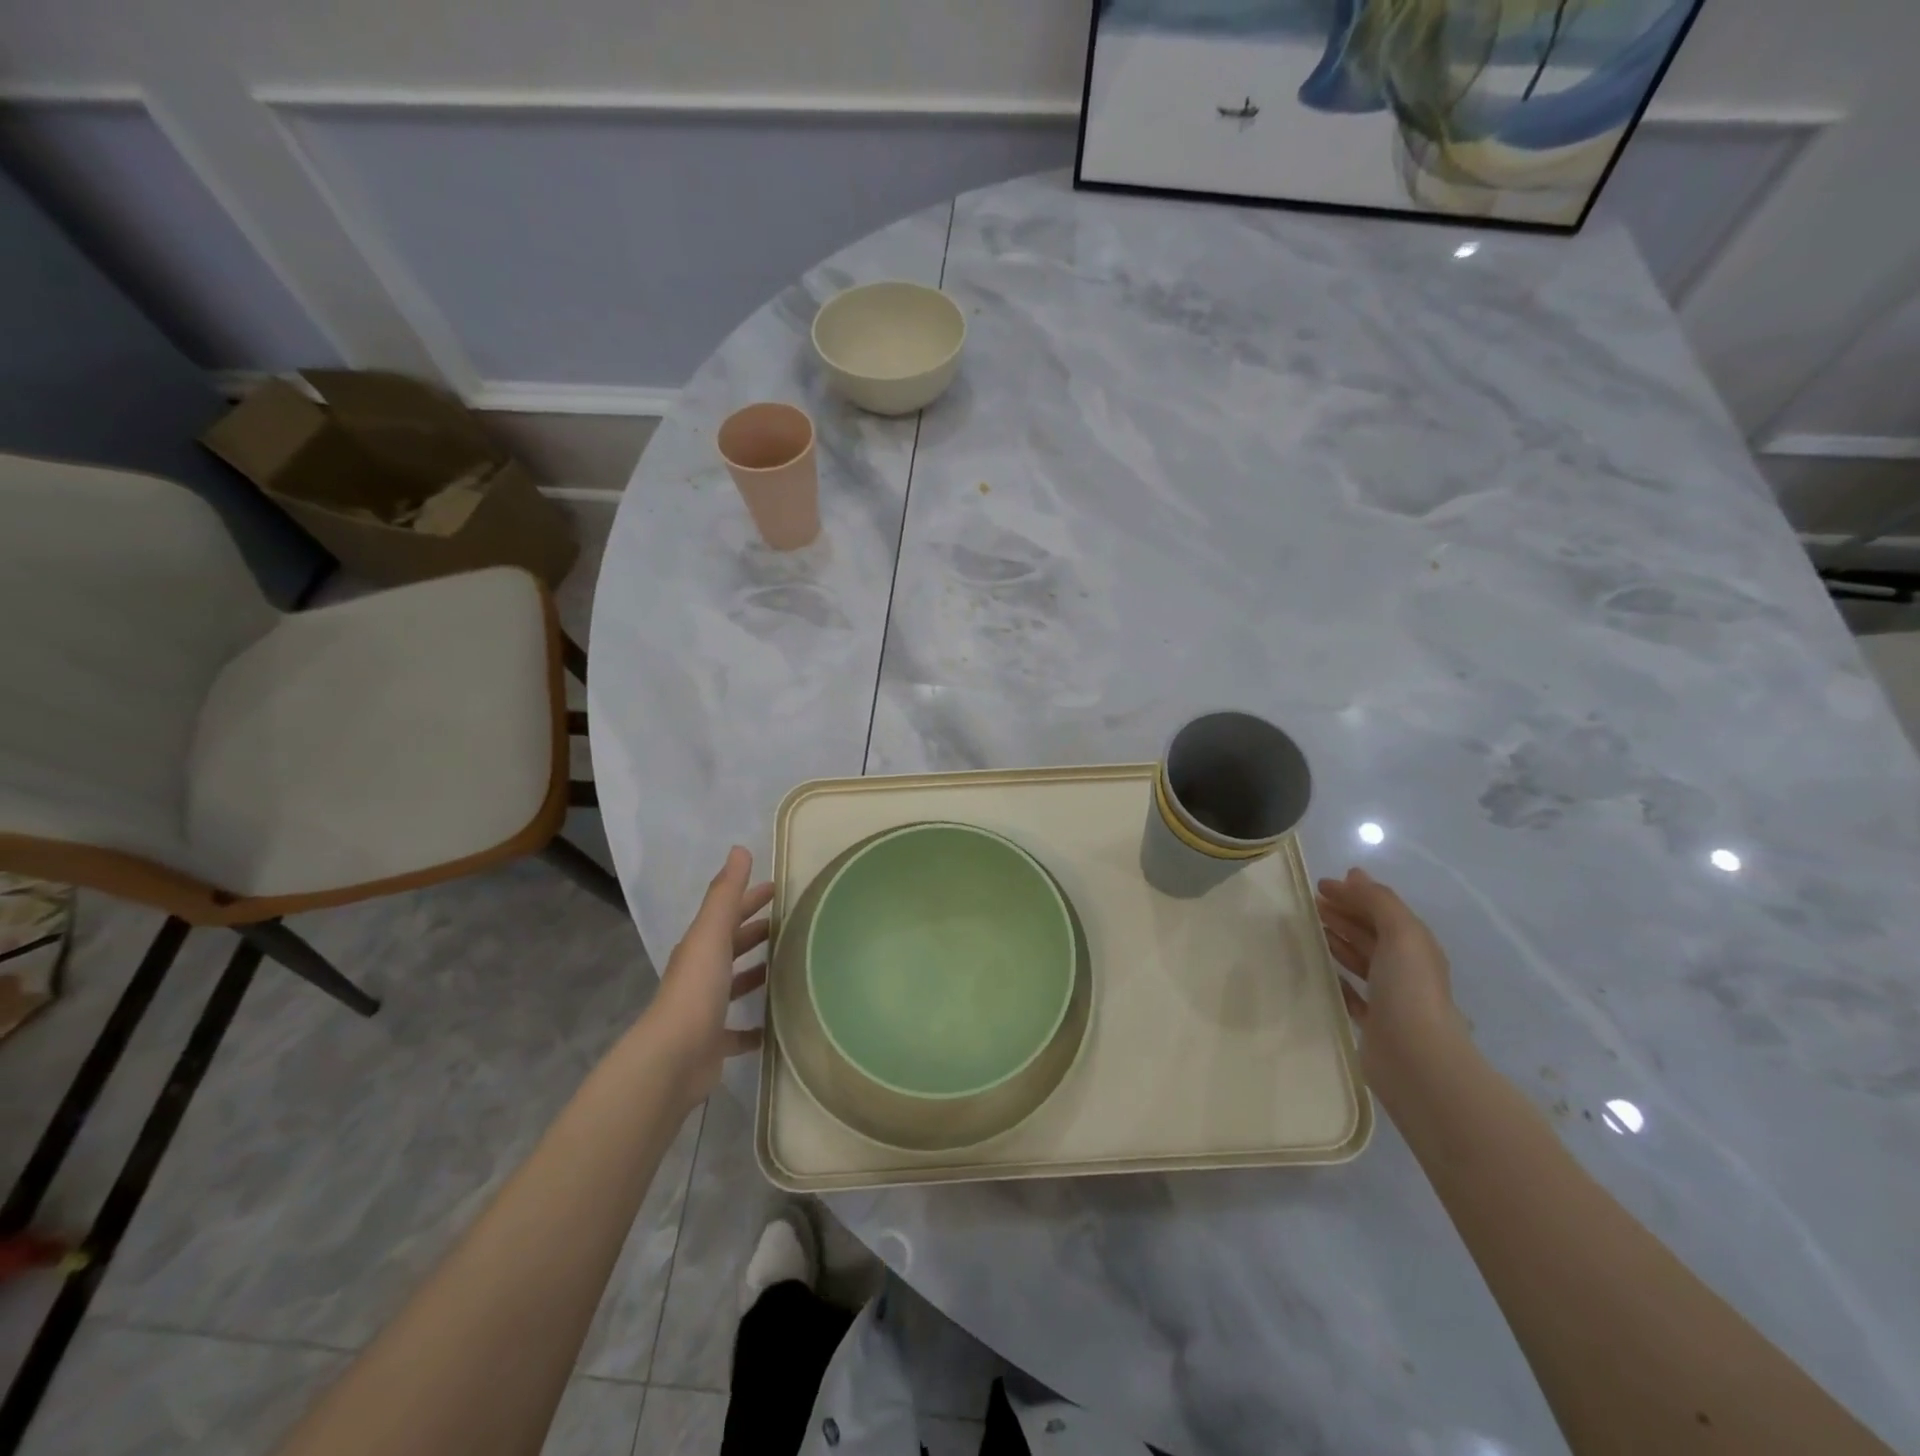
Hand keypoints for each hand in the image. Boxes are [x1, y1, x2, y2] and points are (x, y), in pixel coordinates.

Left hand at [645, 847, 773, 1108]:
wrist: (673, 1059)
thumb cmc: (696, 990)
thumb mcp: (711, 934)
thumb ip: (726, 894)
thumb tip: (739, 849)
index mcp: (700, 947)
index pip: (729, 913)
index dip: (752, 898)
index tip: (781, 888)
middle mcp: (701, 974)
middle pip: (732, 946)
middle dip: (758, 932)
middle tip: (795, 923)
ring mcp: (707, 1010)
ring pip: (736, 984)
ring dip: (758, 973)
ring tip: (793, 966)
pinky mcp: (715, 1042)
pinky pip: (741, 1029)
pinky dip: (757, 1024)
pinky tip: (779, 1022)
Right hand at [1316, 868, 1456, 1074]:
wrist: (1416, 1058)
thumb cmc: (1409, 989)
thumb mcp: (1401, 934)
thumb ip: (1379, 902)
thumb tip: (1354, 876)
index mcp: (1415, 946)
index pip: (1382, 910)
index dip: (1354, 894)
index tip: (1320, 885)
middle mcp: (1405, 968)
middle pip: (1371, 932)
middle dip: (1344, 914)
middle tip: (1311, 903)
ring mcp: (1390, 996)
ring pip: (1360, 960)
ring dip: (1338, 941)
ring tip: (1311, 930)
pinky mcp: (1374, 1022)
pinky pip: (1352, 992)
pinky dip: (1338, 977)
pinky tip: (1321, 971)